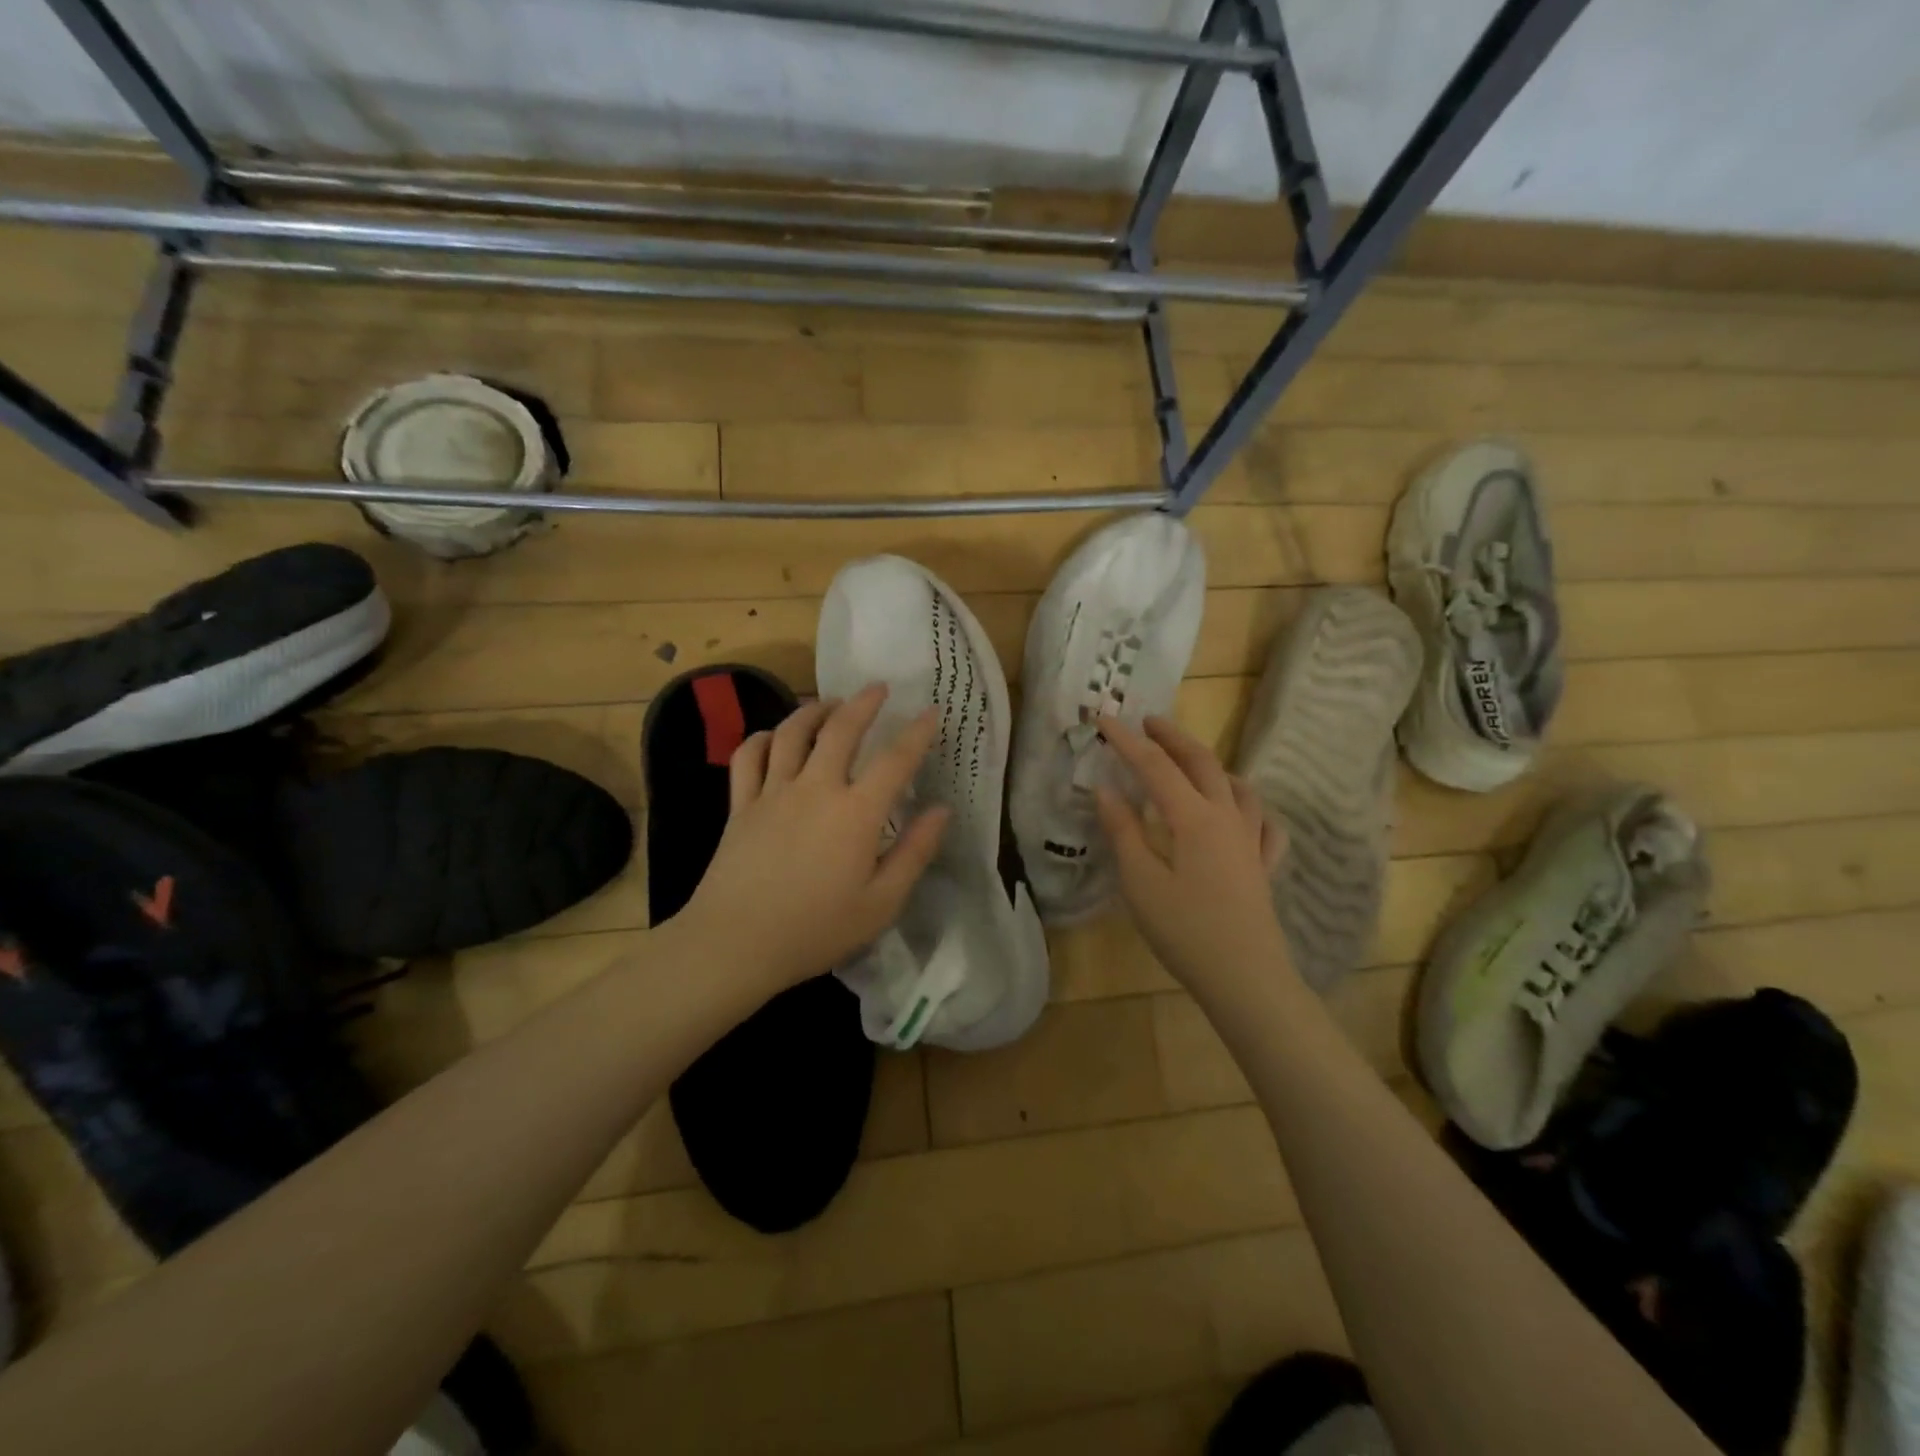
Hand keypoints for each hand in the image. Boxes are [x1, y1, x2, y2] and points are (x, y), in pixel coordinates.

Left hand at [675, 684, 948, 991]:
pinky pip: (749, 756)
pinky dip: (763, 738)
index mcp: (856, 813)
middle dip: (863, 703)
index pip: (895, 760)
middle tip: (878, 688)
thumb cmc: (816, 930)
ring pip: (792, 732)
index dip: (917, 733)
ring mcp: (773, 792)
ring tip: (829, 704)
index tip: (931, 712)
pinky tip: (773, 737)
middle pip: (840, 729)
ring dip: (814, 710)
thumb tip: (942, 810)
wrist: (734, 944)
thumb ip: (914, 852)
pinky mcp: (740, 804)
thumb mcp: (881, 903)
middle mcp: (816, 788)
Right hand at [1093, 715, 1290, 994]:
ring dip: (1210, 764)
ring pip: (1236, 786)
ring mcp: (1251, 840)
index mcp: (1193, 817)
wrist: (1246, 978)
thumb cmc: (1185, 930)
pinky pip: (1262, 823)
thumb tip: (1105, 790)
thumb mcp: (1141, 882)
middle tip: (1147, 722)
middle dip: (1172, 738)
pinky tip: (1241, 813)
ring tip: (1191, 761)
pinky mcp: (1263, 866)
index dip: (1126, 740)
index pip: (1154, 766)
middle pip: (1201, 763)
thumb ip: (1123, 832)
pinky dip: (1248, 807)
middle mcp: (1226, 817)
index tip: (1102, 718)